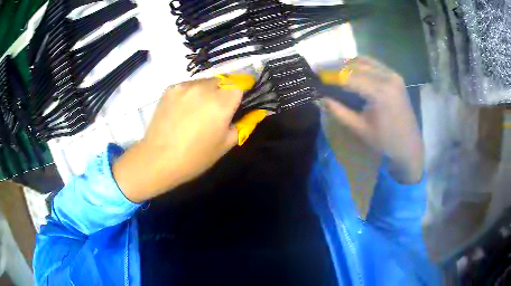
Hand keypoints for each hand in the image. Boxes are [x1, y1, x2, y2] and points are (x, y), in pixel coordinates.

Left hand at [113, 78, 241, 201]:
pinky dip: (192, 93)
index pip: (240, 82)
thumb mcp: (225, 144)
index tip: (243, 98)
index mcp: (221, 102)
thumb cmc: (195, 157)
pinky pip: (189, 85)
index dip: (244, 88)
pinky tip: (184, 110)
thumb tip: (257, 112)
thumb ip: (245, 124)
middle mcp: (204, 88)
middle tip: (219, 109)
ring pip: (205, 81)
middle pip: (223, 80)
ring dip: (209, 91)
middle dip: (226, 90)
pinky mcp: (170, 88)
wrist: (158, 159)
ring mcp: (185, 86)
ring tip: (199, 110)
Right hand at [323, 57, 423, 183]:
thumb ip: (339, 111)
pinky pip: (374, 64)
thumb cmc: (386, 141)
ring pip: (365, 61)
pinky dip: (359, 64)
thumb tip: (321, 97)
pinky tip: (350, 68)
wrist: (410, 145)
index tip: (315, 72)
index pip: (349, 77)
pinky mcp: (395, 76)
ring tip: (332, 68)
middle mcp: (388, 78)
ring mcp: (393, 75)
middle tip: (321, 69)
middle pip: (356, 65)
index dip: (330, 74)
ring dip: (347, 63)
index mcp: (380, 93)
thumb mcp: (360, 129)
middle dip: (336, 66)